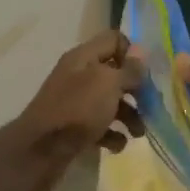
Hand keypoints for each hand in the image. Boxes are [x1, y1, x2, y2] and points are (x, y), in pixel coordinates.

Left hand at [5, 30, 147, 190]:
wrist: (39, 151)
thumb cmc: (77, 110)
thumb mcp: (107, 84)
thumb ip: (128, 69)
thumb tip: (141, 53)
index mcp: (83, 57)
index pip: (114, 39)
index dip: (133, 53)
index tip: (145, 74)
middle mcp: (79, 76)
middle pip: (116, 74)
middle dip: (136, 90)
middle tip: (150, 106)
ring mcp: (76, 103)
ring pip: (111, 102)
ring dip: (129, 116)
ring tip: (138, 133)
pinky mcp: (74, 128)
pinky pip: (100, 126)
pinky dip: (112, 135)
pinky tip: (116, 145)